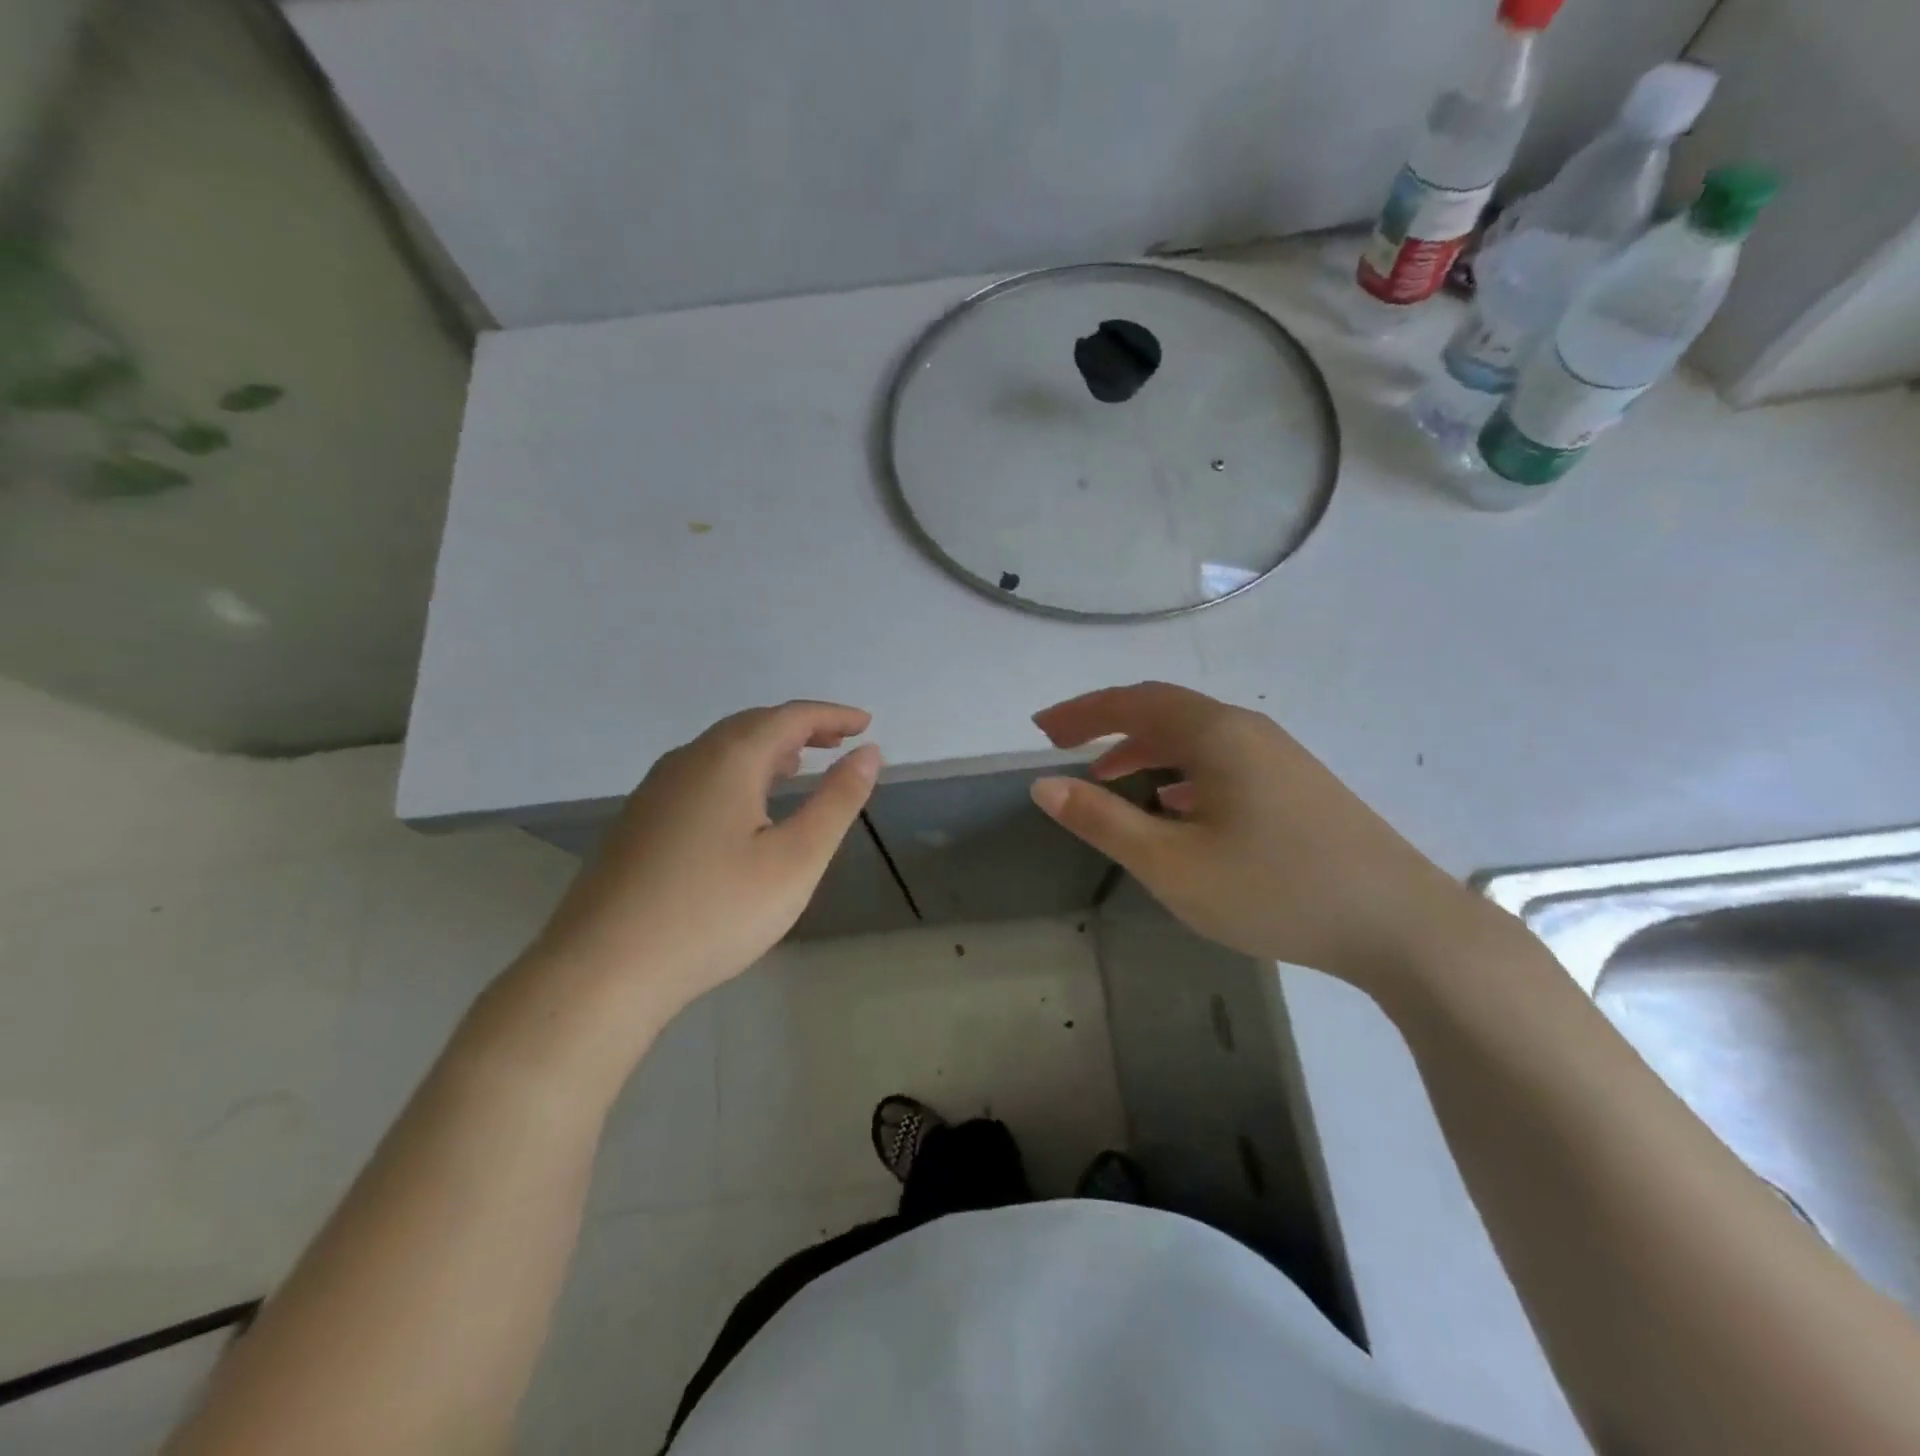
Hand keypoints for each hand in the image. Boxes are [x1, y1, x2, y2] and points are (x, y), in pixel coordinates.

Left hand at [529, 701, 879, 1026]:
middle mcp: (687, 760)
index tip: (866, 725)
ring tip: (798, 765)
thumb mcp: (795, 860)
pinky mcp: (638, 821)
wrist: (603, 969)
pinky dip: (736, 772)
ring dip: (766, 748)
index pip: (790, 717)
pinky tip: (744, 807)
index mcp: (728, 760)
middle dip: (800, 727)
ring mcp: (655, 790)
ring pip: (720, 750)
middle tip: (838, 742)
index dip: (832, 716)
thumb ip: (836, 801)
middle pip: (752, 725)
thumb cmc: (715, 912)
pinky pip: (699, 775)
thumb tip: (869, 754)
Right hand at [1030, 682, 1487, 992]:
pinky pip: (1221, 761)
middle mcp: (1247, 730)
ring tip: (1109, 779)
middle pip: (1163, 711)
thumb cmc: (1275, 889)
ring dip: (1144, 750)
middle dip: (1107, 724)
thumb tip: (1045, 786)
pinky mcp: (1297, 786)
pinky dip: (1181, 771)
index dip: (1080, 712)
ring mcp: (1278, 756)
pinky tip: (1176, 806)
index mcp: (1215, 734)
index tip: (1039, 729)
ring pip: (1195, 738)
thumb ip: (1103, 822)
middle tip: (1062, 745)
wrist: (1402, 925)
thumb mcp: (1172, 864)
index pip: (1132, 703)